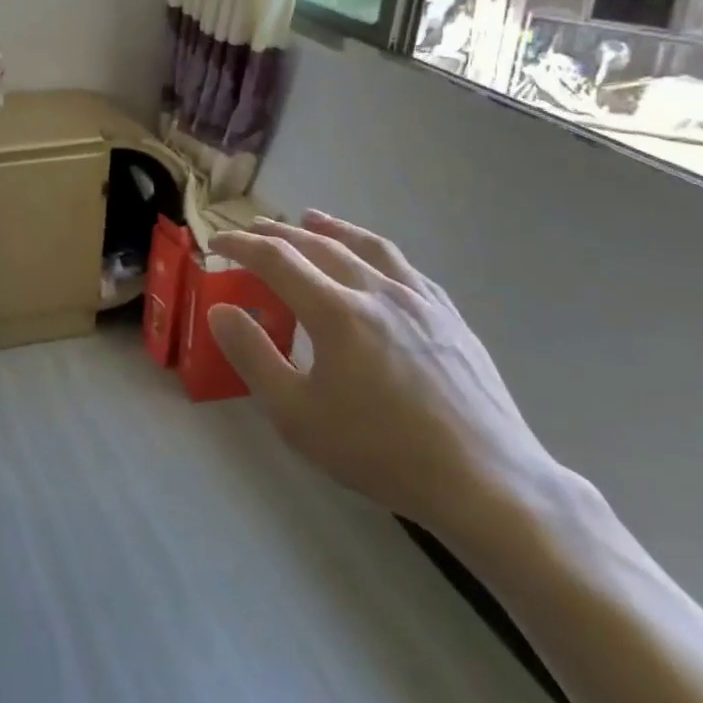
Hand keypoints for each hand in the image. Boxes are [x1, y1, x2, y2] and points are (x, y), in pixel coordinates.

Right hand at [209, 210, 559, 544]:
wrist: (487, 482)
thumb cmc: (380, 452)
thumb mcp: (296, 416)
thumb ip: (253, 356)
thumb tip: (221, 310)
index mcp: (337, 311)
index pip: (276, 259)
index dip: (241, 245)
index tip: (216, 242)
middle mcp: (377, 291)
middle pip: (319, 245)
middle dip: (278, 233)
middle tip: (253, 230)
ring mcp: (420, 301)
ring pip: (367, 246)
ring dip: (332, 228)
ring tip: (311, 219)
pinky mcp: (450, 318)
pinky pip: (405, 268)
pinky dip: (375, 252)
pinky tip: (374, 261)